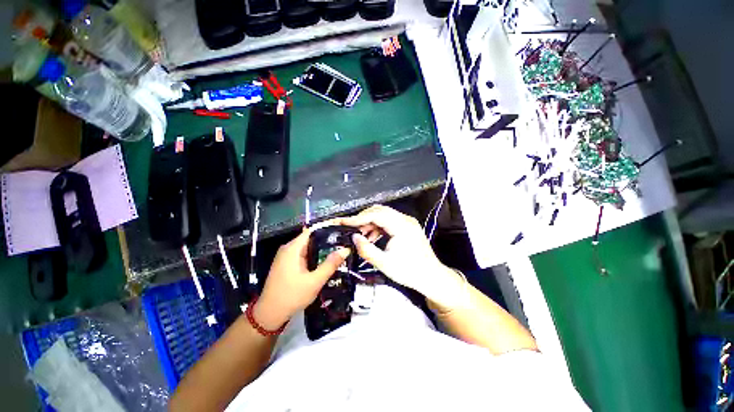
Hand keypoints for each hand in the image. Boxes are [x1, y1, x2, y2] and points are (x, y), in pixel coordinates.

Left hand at [254, 227, 349, 329]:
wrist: (270, 314)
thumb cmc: (291, 296)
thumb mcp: (314, 281)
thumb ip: (330, 264)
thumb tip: (345, 249)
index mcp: (293, 248)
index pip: (312, 230)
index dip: (327, 228)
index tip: (341, 229)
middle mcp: (289, 248)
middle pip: (311, 237)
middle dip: (327, 238)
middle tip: (344, 241)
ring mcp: (287, 256)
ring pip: (308, 246)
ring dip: (322, 247)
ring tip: (339, 248)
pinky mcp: (287, 263)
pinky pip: (304, 253)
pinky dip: (315, 254)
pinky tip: (326, 259)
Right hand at [339, 205, 462, 306]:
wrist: (431, 277)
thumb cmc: (410, 272)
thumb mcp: (385, 264)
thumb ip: (367, 249)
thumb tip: (354, 237)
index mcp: (401, 226)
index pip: (376, 215)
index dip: (358, 218)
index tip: (344, 222)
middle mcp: (405, 219)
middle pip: (379, 211)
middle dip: (363, 218)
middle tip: (351, 229)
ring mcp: (407, 222)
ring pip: (383, 215)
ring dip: (370, 223)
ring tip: (361, 236)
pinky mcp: (407, 227)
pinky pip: (388, 222)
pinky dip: (378, 227)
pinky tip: (372, 238)